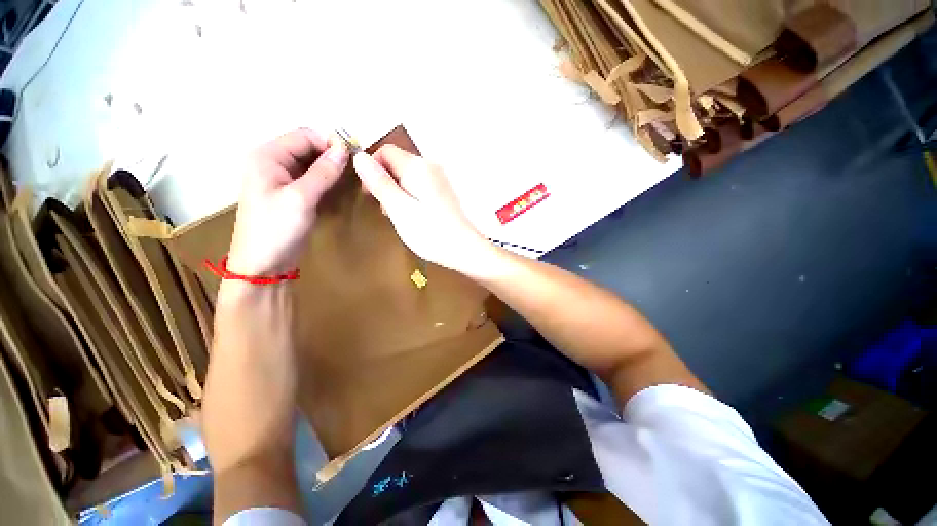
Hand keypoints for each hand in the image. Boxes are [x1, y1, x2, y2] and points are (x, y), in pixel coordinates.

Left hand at [227, 128, 347, 275]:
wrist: (263, 264)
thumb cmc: (276, 229)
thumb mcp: (302, 198)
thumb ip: (323, 172)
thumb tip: (344, 149)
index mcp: (268, 156)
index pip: (304, 136)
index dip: (329, 143)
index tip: (354, 158)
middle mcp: (274, 162)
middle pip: (308, 148)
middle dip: (331, 156)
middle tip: (355, 171)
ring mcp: (282, 179)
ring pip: (312, 164)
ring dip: (331, 169)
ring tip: (350, 180)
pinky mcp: (292, 194)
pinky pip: (312, 179)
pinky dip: (326, 181)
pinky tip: (338, 189)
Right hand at [353, 145, 494, 275]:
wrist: (464, 248)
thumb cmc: (431, 232)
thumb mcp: (400, 209)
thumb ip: (380, 183)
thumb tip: (359, 158)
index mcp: (418, 167)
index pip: (385, 151)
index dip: (372, 169)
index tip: (371, 194)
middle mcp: (431, 166)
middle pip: (397, 162)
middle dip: (385, 182)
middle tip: (387, 209)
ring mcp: (440, 178)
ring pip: (407, 175)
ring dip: (397, 190)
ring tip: (400, 215)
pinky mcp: (443, 191)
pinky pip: (419, 185)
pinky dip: (410, 195)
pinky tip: (413, 214)